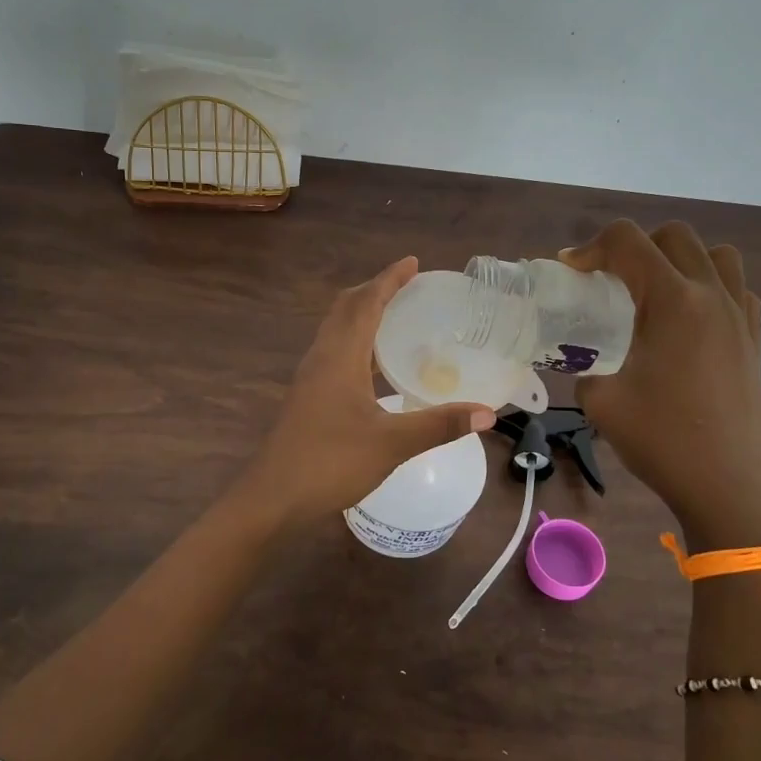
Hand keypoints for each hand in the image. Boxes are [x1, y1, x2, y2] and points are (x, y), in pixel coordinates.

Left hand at [238, 257, 495, 526]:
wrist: (274, 497)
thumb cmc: (330, 462)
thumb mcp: (392, 443)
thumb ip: (439, 425)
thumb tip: (487, 413)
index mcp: (340, 356)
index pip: (365, 303)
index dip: (388, 280)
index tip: (412, 263)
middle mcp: (321, 357)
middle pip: (345, 309)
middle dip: (374, 291)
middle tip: (407, 288)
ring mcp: (310, 378)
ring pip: (336, 331)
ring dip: (362, 316)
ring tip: (396, 318)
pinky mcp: (307, 397)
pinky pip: (334, 353)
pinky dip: (356, 343)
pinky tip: (375, 367)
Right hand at [561, 220, 760, 549]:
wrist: (727, 486)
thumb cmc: (661, 440)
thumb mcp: (601, 403)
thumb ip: (585, 370)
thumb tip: (588, 366)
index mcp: (672, 302)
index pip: (628, 242)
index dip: (591, 248)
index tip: (571, 270)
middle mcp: (711, 296)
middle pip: (674, 236)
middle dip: (634, 246)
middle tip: (609, 280)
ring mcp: (740, 316)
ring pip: (715, 255)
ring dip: (680, 259)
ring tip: (655, 292)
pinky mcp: (754, 339)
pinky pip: (737, 288)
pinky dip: (710, 287)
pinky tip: (689, 320)